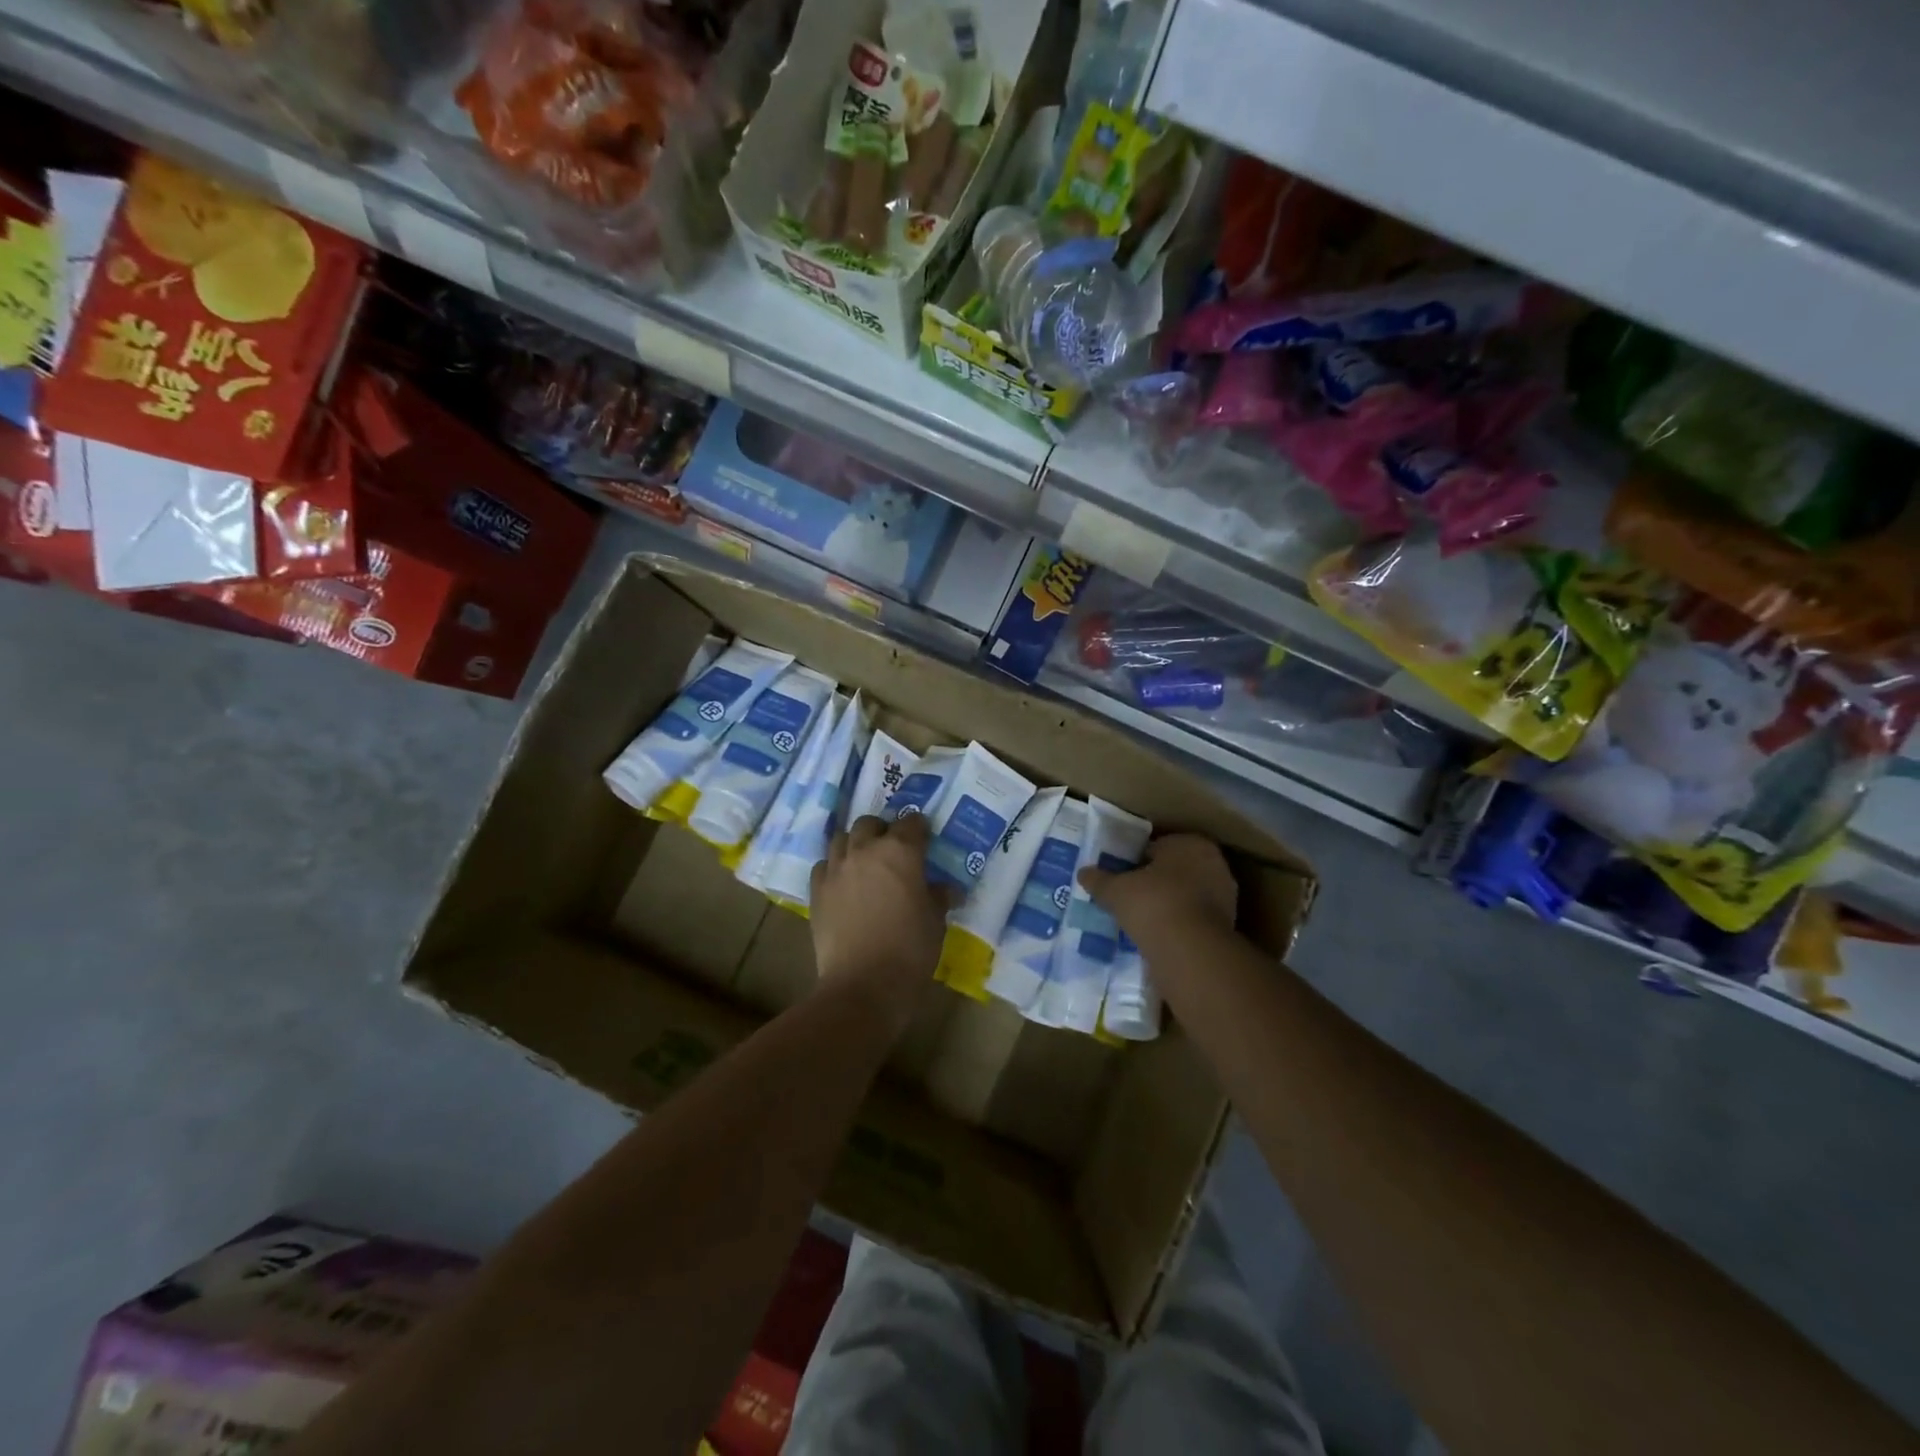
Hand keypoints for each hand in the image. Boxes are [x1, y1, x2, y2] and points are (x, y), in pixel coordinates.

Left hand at [810, 813, 958, 1033]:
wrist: (863, 985)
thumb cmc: (910, 950)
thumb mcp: (936, 921)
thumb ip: (938, 897)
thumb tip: (945, 889)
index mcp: (900, 851)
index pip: (912, 823)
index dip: (920, 830)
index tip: (925, 841)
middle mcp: (865, 851)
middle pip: (870, 824)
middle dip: (882, 831)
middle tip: (893, 851)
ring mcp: (836, 869)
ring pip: (842, 839)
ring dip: (855, 844)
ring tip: (865, 863)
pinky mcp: (817, 891)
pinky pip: (824, 865)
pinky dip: (834, 867)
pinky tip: (843, 884)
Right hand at [1078, 833, 1236, 951]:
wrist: (1191, 950)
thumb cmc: (1153, 903)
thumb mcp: (1116, 890)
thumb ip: (1100, 880)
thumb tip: (1082, 873)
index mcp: (1190, 843)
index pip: (1158, 846)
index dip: (1137, 860)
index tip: (1122, 876)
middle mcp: (1214, 863)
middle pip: (1175, 869)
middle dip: (1156, 881)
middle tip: (1130, 896)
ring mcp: (1225, 896)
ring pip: (1188, 894)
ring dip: (1169, 903)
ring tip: (1143, 919)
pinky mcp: (1228, 926)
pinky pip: (1195, 918)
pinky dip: (1180, 924)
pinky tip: (1160, 935)